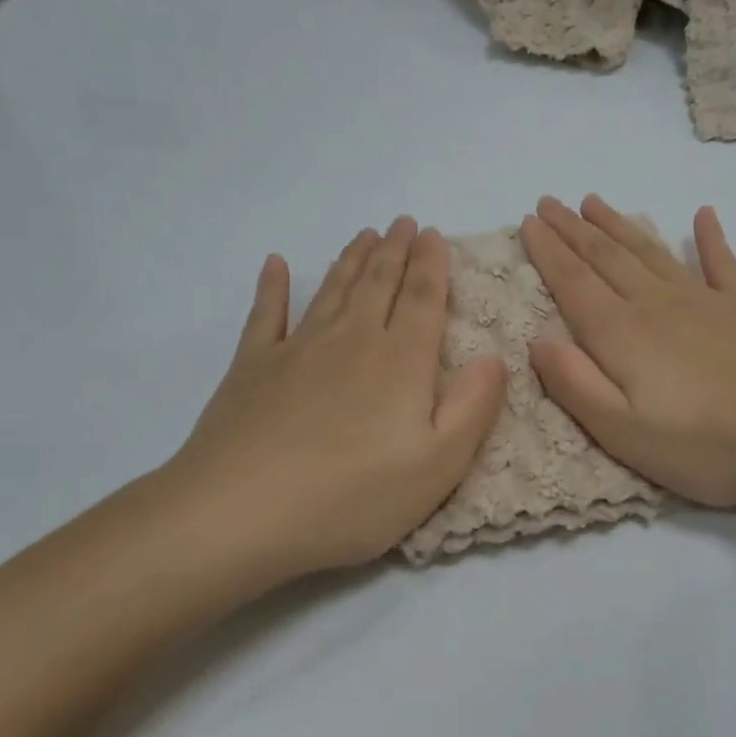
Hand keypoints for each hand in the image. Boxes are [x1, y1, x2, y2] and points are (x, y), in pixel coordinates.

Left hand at [161, 216, 505, 580]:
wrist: (240, 514)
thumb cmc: (352, 497)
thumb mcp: (437, 466)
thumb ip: (472, 408)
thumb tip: (495, 357)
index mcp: (400, 362)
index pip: (422, 299)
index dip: (431, 265)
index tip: (433, 235)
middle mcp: (350, 340)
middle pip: (377, 284)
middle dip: (394, 250)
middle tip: (402, 222)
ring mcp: (296, 350)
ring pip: (332, 290)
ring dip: (351, 260)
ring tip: (364, 234)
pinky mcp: (251, 368)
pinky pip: (266, 314)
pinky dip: (274, 287)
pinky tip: (277, 265)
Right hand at [519, 195, 735, 509]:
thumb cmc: (707, 446)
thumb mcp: (624, 433)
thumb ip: (575, 386)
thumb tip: (536, 341)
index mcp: (623, 336)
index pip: (573, 284)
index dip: (547, 252)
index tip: (527, 221)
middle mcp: (658, 305)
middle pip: (607, 258)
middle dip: (573, 229)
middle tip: (549, 202)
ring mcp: (706, 302)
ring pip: (651, 252)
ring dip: (620, 225)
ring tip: (595, 202)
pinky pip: (722, 263)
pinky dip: (710, 238)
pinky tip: (703, 215)